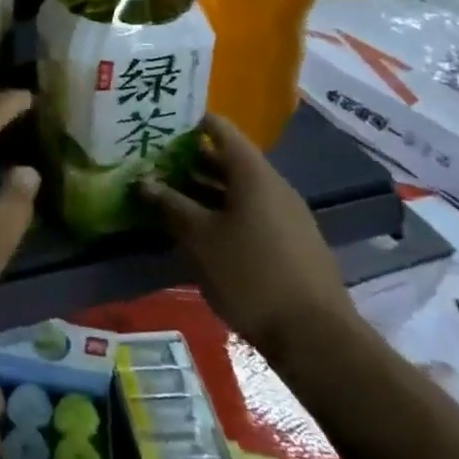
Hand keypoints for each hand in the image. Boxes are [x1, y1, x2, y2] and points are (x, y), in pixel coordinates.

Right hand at [139, 113, 357, 357]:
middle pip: (227, 159)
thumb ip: (170, 205)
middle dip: (189, 159)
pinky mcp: (288, 241)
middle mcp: (273, 186)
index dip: (190, 122)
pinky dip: (221, 210)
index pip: (220, 129)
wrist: (314, 336)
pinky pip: (249, 211)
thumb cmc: (250, 274)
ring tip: (165, 193)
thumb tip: (144, 182)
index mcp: (253, 174)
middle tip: (151, 160)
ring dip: (203, 188)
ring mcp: (285, 214)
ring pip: (237, 188)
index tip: (159, 123)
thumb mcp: (200, 238)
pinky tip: (196, 228)